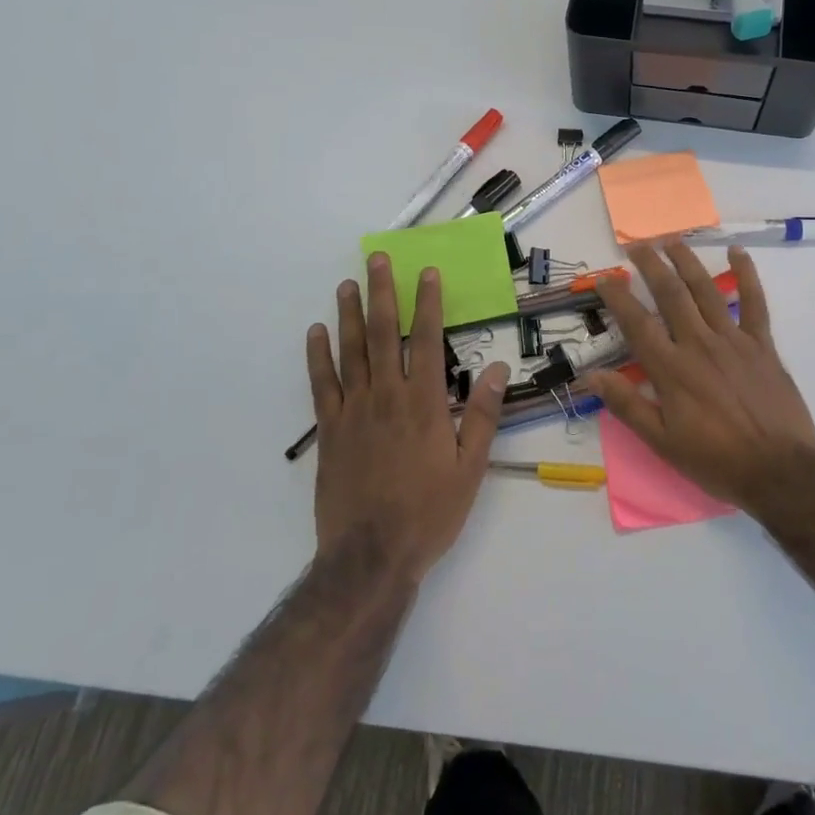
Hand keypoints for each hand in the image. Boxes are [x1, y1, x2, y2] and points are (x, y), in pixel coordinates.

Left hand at [307, 253, 509, 583]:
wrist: (370, 555)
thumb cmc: (429, 511)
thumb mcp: (470, 467)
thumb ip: (482, 414)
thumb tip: (499, 368)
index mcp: (423, 402)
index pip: (424, 339)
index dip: (426, 303)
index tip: (426, 272)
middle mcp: (386, 396)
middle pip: (381, 333)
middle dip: (381, 292)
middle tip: (376, 259)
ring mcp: (352, 411)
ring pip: (349, 351)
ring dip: (348, 315)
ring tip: (347, 284)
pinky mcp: (329, 431)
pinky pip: (321, 385)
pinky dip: (317, 356)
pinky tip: (315, 333)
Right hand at [587, 243, 814, 512]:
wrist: (780, 471)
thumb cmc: (716, 461)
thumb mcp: (662, 443)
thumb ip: (627, 405)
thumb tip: (592, 375)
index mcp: (671, 370)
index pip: (637, 323)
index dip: (618, 297)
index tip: (604, 277)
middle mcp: (699, 344)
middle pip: (670, 295)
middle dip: (651, 266)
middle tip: (637, 245)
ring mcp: (733, 340)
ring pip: (706, 290)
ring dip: (687, 262)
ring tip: (672, 240)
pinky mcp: (762, 344)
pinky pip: (754, 302)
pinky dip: (747, 275)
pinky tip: (738, 252)